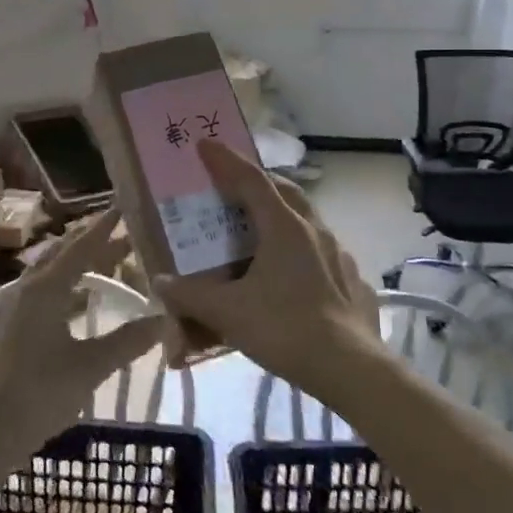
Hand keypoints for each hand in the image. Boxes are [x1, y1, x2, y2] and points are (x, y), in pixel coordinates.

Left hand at [0, 210, 160, 468]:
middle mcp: (23, 289)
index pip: (80, 248)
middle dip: (89, 243)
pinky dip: (57, 287)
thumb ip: (127, 342)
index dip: (103, 228)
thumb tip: (163, 320)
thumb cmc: (38, 393)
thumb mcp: (90, 367)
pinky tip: (66, 305)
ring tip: (96, 264)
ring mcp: (6, 309)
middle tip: (117, 235)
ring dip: (71, 265)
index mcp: (45, 289)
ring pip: (44, 274)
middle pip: (60, 255)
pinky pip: (34, 294)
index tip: (121, 207)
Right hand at [153, 141, 384, 401]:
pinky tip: (292, 274)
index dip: (226, 160)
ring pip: (307, 220)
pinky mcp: (352, 280)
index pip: (250, 180)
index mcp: (284, 227)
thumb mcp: (229, 313)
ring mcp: (339, 254)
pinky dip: (301, 249)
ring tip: (262, 231)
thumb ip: (191, 296)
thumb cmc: (285, 329)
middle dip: (259, 181)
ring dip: (283, 214)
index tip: (206, 143)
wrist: (351, 369)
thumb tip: (160, 283)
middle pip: (285, 191)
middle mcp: (314, 230)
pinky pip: (322, 251)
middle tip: (237, 185)